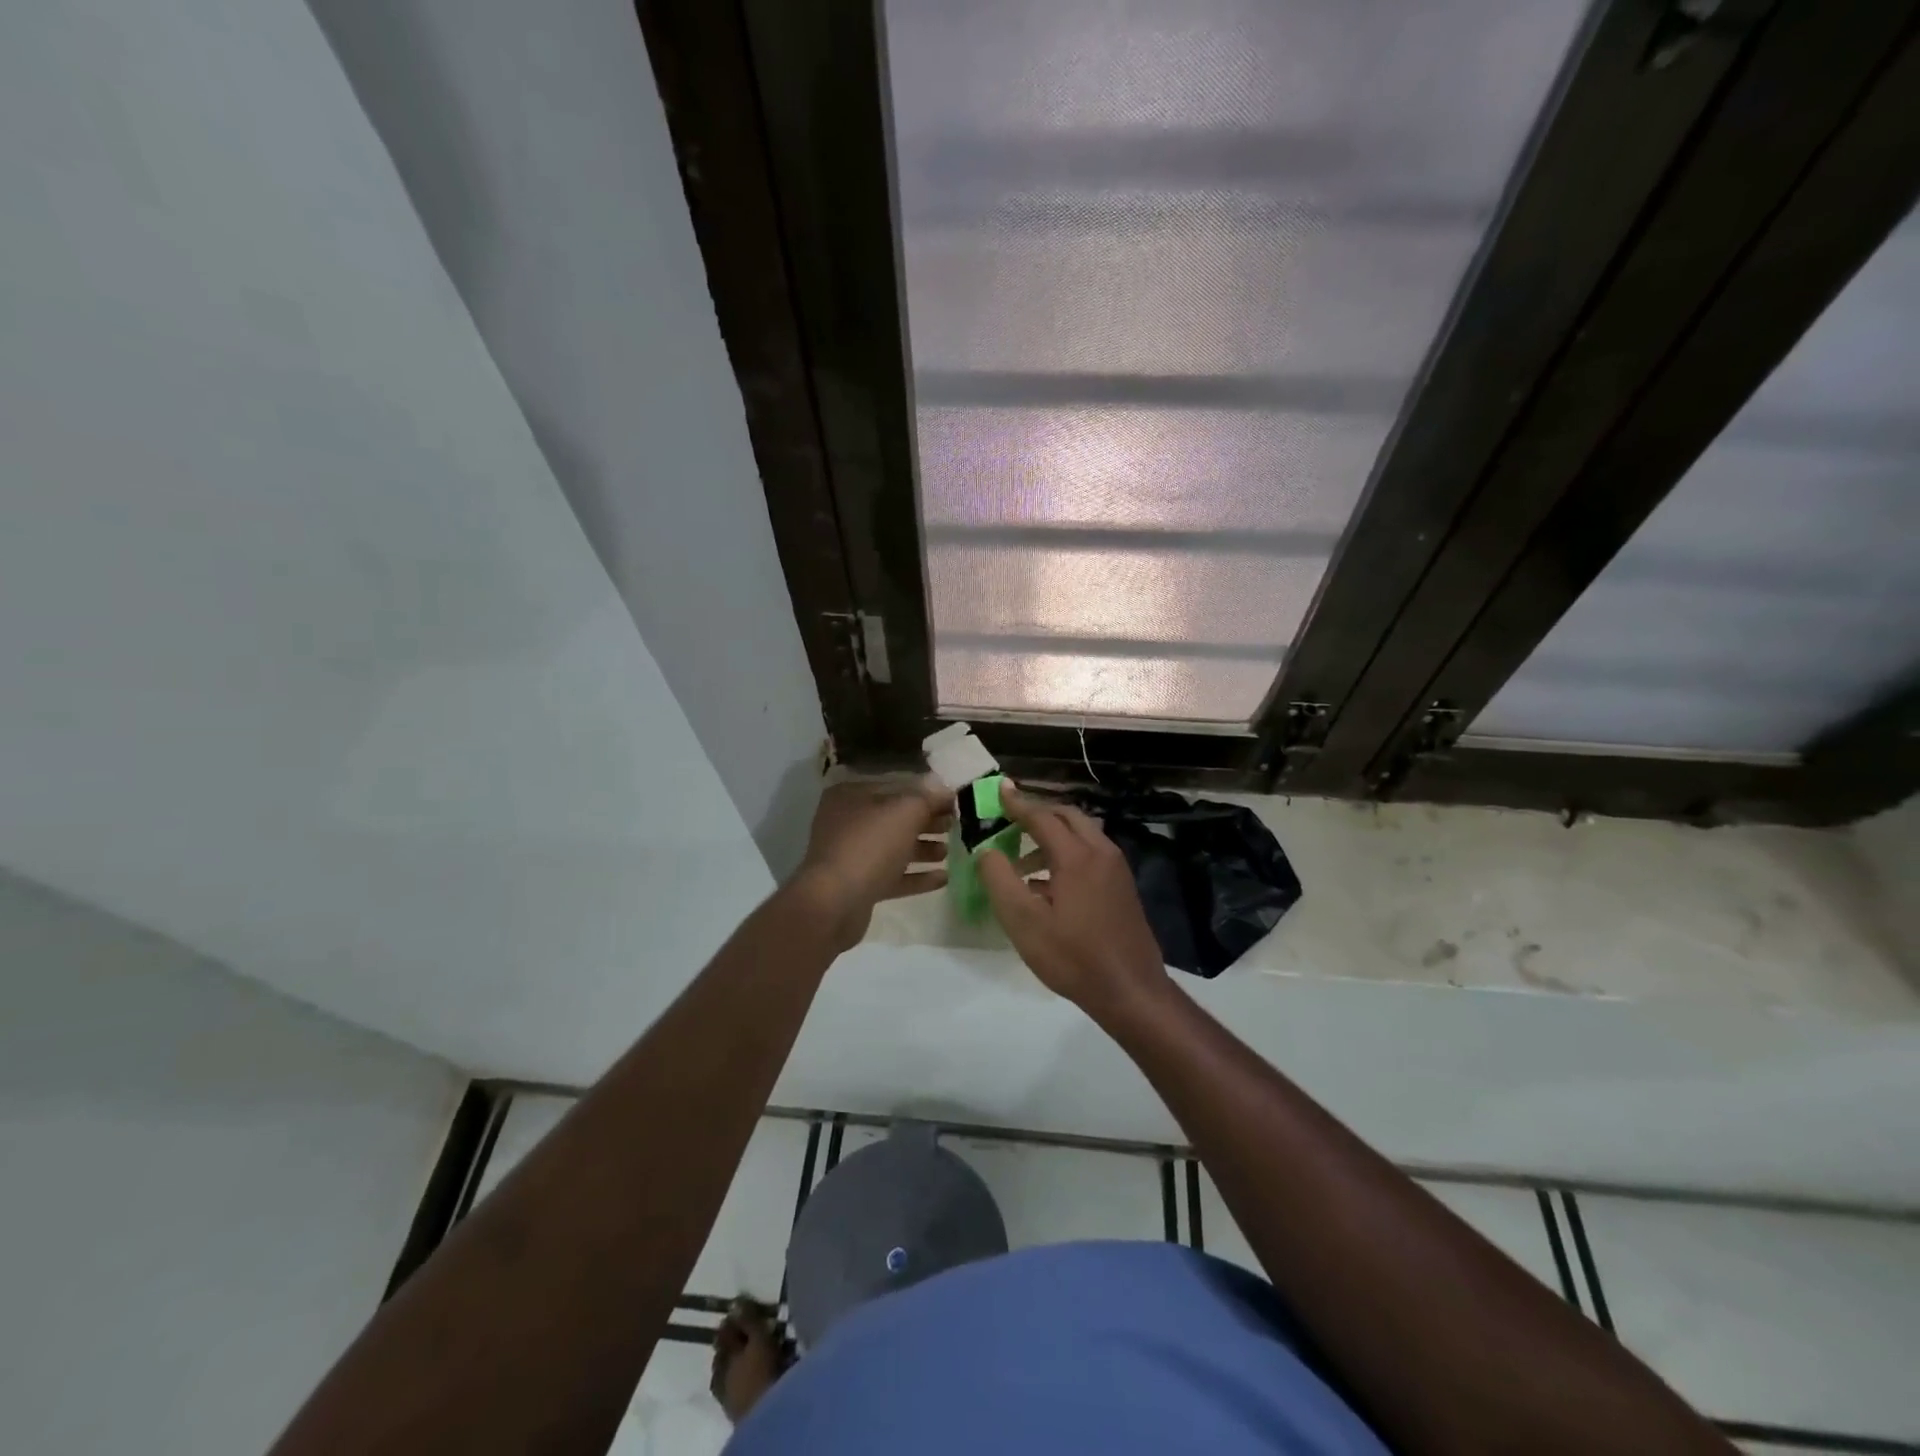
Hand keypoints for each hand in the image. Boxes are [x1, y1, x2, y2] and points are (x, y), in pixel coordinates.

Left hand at [791, 777, 952, 952]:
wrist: (834, 904)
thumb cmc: (869, 846)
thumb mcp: (905, 812)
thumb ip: (928, 798)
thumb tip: (946, 789)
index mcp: (852, 795)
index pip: (896, 787)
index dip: (927, 794)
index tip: (954, 802)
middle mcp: (848, 822)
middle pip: (895, 818)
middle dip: (927, 822)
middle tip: (955, 826)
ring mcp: (852, 856)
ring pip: (894, 848)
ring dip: (923, 849)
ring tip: (949, 852)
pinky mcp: (859, 886)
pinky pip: (893, 876)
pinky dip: (916, 876)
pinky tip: (943, 878)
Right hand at [978, 781, 1167, 1015]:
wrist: (1131, 991)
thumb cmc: (1073, 957)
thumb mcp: (1024, 923)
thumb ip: (1000, 880)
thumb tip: (987, 851)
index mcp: (1077, 856)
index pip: (1042, 817)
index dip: (1018, 803)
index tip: (999, 789)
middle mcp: (1101, 853)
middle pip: (1067, 817)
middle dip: (1038, 813)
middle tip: (1010, 819)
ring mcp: (1117, 869)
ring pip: (1082, 834)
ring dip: (1053, 835)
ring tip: (1022, 859)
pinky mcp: (1123, 887)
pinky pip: (1092, 853)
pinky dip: (1068, 852)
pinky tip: (1049, 883)